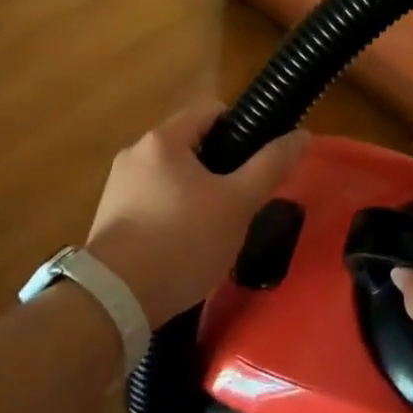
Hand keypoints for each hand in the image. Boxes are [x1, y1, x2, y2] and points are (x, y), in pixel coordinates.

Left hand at [86, 101, 308, 327]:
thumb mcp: (238, 204)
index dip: (241, 131)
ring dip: (197, 193)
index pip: (211, 111)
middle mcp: (135, 153)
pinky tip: (184, 247)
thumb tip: (302, 135)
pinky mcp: (110, 217)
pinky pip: (153, 201)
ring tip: (214, 230)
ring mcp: (118, 185)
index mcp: (163, 139)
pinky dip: (173, 214)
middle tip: (240, 203)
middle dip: (220, 169)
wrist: (115, 301)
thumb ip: (270, 166)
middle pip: (192, 144)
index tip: (256, 165)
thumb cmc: (183, 242)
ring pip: (173, 176)